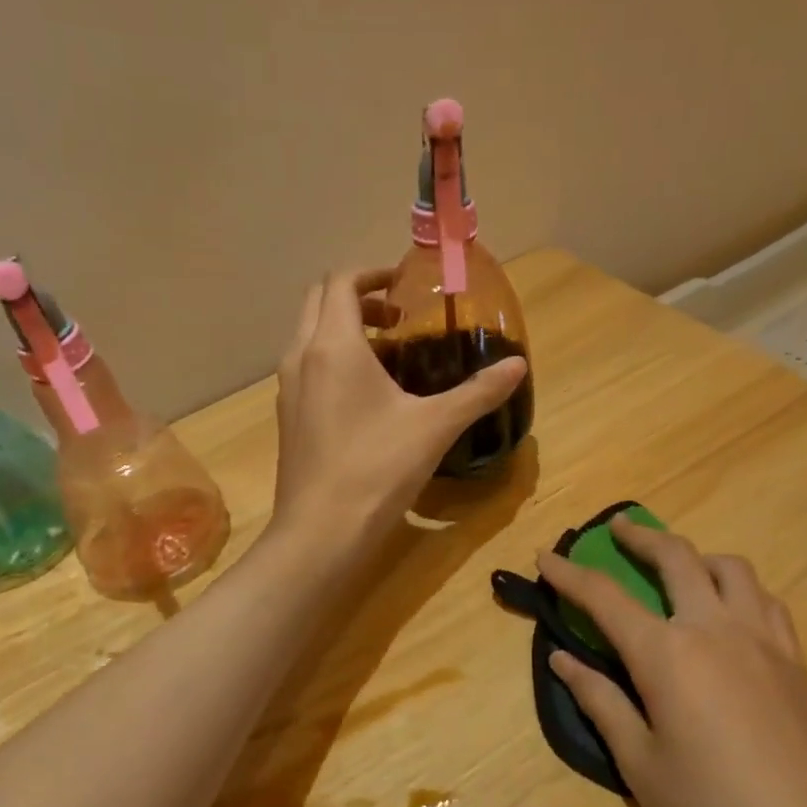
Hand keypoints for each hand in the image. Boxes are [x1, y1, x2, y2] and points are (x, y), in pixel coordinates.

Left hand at [271, 268, 526, 553]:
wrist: (320, 532)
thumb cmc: (376, 469)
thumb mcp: (435, 426)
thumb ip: (478, 392)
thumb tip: (518, 367)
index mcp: (333, 345)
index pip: (341, 281)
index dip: (373, 274)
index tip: (403, 286)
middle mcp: (301, 357)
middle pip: (320, 302)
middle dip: (358, 298)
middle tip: (398, 319)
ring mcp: (288, 389)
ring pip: (310, 336)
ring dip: (344, 330)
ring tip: (388, 354)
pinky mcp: (288, 417)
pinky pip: (307, 367)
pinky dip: (333, 360)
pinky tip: (367, 396)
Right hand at [537, 516, 806, 806]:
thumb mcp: (640, 763)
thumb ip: (600, 700)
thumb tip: (562, 660)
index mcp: (667, 653)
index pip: (605, 596)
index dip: (569, 574)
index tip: (544, 556)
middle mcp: (715, 628)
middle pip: (676, 557)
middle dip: (640, 536)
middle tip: (618, 529)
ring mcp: (763, 641)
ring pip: (732, 569)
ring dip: (697, 557)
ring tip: (681, 569)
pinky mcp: (797, 662)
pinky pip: (767, 602)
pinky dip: (740, 590)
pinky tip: (733, 613)